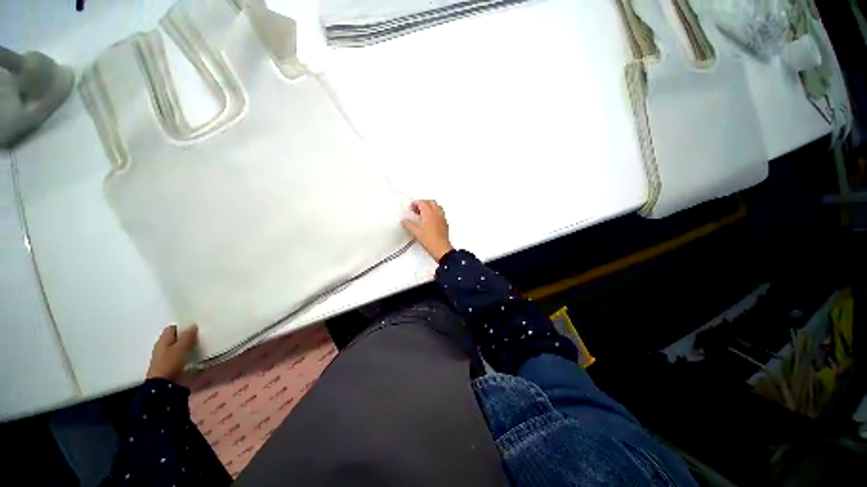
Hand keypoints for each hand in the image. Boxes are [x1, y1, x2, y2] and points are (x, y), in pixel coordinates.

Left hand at [146, 324, 197, 380]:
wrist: (163, 385)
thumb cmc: (170, 363)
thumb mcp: (181, 348)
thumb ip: (188, 336)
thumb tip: (193, 325)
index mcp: (163, 340)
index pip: (173, 328)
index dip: (183, 326)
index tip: (195, 328)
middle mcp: (162, 346)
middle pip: (175, 338)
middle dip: (186, 337)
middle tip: (200, 336)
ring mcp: (165, 357)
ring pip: (178, 347)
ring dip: (187, 346)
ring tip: (199, 346)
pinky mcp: (170, 365)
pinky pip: (179, 356)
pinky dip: (186, 354)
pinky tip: (194, 356)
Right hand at [402, 200, 453, 260]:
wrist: (441, 248)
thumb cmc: (430, 240)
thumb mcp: (415, 232)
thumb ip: (408, 224)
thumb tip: (404, 221)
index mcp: (429, 212)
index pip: (422, 202)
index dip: (416, 203)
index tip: (411, 206)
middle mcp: (436, 213)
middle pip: (430, 202)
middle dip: (423, 203)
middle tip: (416, 209)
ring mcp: (442, 217)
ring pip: (436, 207)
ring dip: (430, 207)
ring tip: (423, 214)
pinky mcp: (445, 223)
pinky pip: (440, 213)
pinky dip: (435, 213)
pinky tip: (430, 220)